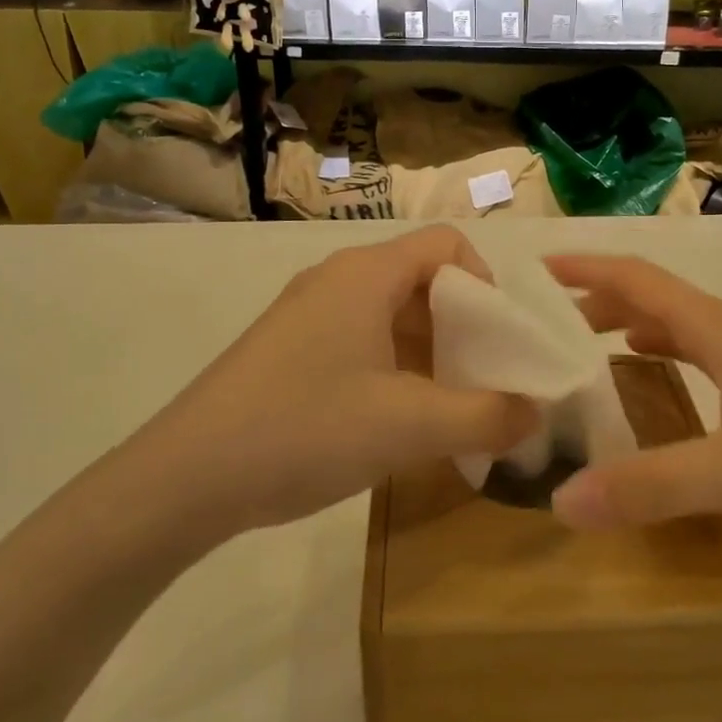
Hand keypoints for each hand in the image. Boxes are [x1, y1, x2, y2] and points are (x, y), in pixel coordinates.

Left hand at [139, 227, 536, 541]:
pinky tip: (397, 422)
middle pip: (421, 279)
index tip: (498, 341)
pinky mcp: (289, 349)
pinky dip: (393, 369)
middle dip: (463, 327)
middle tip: (483, 382)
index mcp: (366, 274)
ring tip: (447, 410)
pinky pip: (360, 340)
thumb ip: (485, 417)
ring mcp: (308, 313)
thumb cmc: (306, 429)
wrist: (185, 478)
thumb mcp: (409, 427)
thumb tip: (536, 414)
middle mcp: (337, 280)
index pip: (447, 244)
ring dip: (429, 353)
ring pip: (390, 314)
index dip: (484, 284)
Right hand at [543, 255, 721, 543]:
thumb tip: (561, 501)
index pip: (638, 278)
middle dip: (594, 299)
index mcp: (718, 328)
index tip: (534, 270)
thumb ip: (651, 486)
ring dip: (624, 324)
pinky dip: (657, 351)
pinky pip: (696, 350)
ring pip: (674, 323)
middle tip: (544, 322)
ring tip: (580, 347)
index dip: (585, 267)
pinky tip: (649, 375)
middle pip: (650, 295)